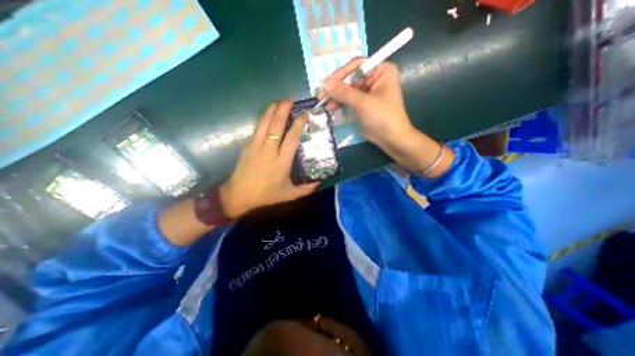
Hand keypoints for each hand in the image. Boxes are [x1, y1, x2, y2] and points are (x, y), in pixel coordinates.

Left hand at [219, 99, 319, 217]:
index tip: (304, 115)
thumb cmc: (266, 194)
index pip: (291, 138)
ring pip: (265, 123)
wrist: (239, 194)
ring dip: (272, 110)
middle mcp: (269, 150)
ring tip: (279, 101)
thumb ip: (306, 189)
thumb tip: (320, 182)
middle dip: (284, 110)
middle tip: (290, 99)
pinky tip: (267, 114)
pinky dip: (263, 119)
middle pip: (277, 125)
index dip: (298, 124)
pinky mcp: (248, 145)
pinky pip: (257, 128)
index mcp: (282, 162)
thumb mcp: (289, 195)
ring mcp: (256, 146)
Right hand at [325, 58, 453, 177]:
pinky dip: (340, 102)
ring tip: (323, 104)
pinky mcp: (363, 103)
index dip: (341, 73)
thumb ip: (345, 92)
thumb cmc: (382, 117)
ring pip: (348, 89)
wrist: (391, 138)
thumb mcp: (363, 103)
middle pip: (351, 77)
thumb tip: (326, 84)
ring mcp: (368, 91)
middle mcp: (375, 78)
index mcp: (381, 70)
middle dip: (336, 87)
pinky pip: (349, 99)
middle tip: (322, 95)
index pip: (357, 65)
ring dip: (336, 96)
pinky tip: (331, 107)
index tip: (327, 83)